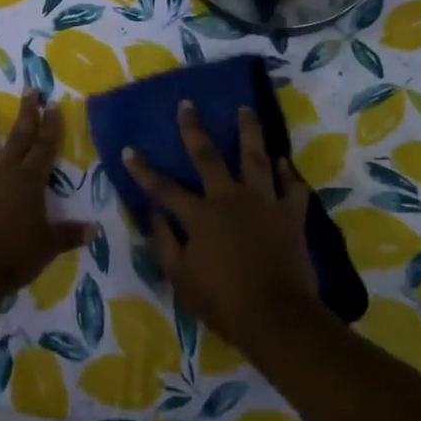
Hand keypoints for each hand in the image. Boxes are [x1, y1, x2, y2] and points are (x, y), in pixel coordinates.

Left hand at [0, 90, 91, 296]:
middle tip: (28, 91)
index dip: (51, 126)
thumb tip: (94, 230)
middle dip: (25, 114)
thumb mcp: (48, 246)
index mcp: (29, 181)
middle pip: (17, 138)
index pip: (44, 147)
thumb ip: (69, 234)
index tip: (53, 104)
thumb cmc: (14, 255)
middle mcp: (3, 174)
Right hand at [124, 103, 318, 348]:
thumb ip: (164, 244)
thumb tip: (155, 216)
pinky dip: (288, 172)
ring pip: (255, 158)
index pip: (163, 188)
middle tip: (188, 104)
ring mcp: (263, 203)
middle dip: (194, 129)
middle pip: (209, 157)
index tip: (129, 149)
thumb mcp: (181, 280)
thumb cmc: (223, 302)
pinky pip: (292, 186)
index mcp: (200, 216)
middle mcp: (229, 199)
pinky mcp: (291, 214)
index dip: (143, 170)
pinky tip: (283, 160)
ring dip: (249, 131)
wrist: (276, 316)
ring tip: (245, 109)